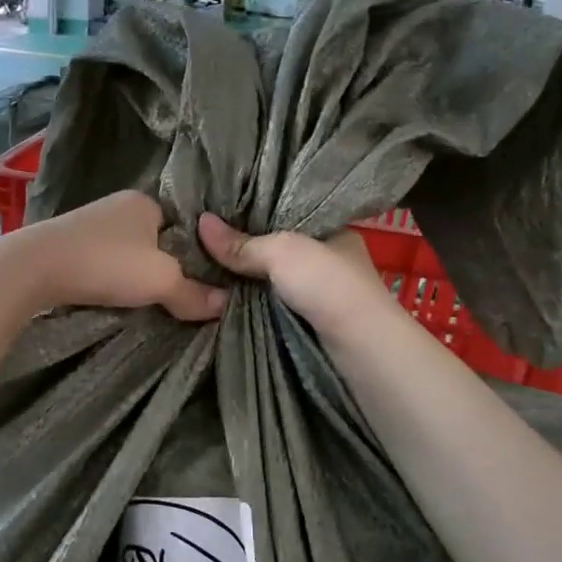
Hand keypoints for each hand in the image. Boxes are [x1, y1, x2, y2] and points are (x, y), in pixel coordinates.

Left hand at [7, 191, 225, 320]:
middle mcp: (119, 206)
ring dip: (136, 274)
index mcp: (146, 202)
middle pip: (157, 240)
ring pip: (129, 252)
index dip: (196, 253)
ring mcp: (91, 224)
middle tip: (179, 296)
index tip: (203, 282)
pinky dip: (112, 277)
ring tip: (148, 301)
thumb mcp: (160, 281)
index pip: (185, 226)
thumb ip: (194, 293)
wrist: (33, 268)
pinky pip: (105, 261)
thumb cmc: (105, 264)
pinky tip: (115, 295)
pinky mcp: (69, 244)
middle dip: (166, 266)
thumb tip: (225, 305)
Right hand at [197, 214, 388, 337]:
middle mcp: (328, 260)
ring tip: (201, 266)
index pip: (287, 214)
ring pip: (271, 280)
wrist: (360, 349)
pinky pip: (271, 306)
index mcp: (332, 231)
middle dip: (244, 249)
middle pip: (275, 249)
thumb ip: (242, 243)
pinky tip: (222, 297)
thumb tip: (201, 222)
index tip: (219, 211)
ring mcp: (319, 295)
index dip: (255, 213)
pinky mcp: (309, 324)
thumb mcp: (282, 253)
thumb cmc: (328, 286)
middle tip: (201, 240)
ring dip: (244, 280)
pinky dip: (250, 304)